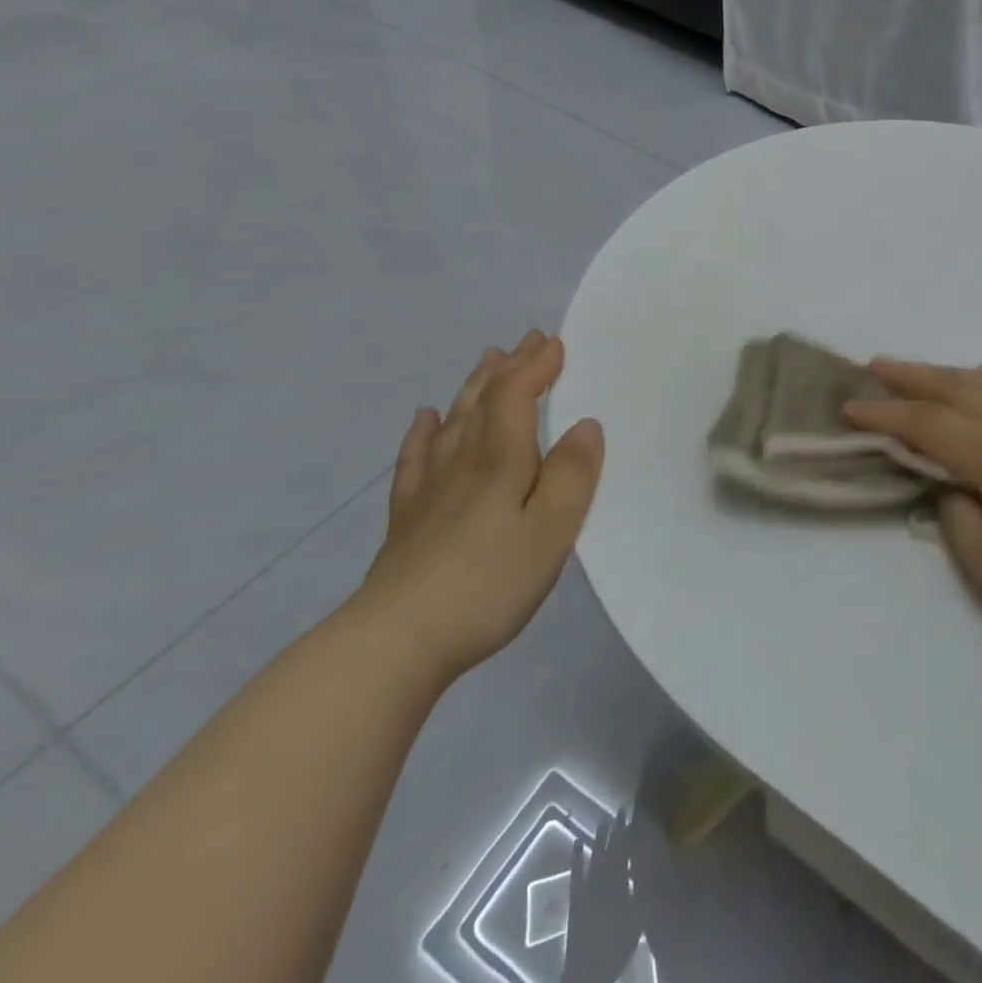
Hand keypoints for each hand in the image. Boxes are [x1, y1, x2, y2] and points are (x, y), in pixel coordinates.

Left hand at [356, 331, 603, 683]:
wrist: (395, 642)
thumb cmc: (488, 583)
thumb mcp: (551, 531)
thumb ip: (572, 476)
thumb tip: (586, 426)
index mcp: (500, 461)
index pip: (516, 396)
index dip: (536, 367)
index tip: (555, 342)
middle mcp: (463, 462)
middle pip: (484, 401)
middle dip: (509, 367)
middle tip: (526, 340)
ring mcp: (430, 489)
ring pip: (453, 421)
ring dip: (473, 387)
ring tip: (487, 361)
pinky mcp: (408, 518)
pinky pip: (416, 459)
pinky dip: (423, 432)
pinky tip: (424, 420)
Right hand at [845, 361, 981, 661]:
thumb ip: (957, 517)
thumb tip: (950, 485)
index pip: (928, 424)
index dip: (885, 414)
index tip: (850, 406)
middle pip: (956, 389)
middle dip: (910, 377)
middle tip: (873, 366)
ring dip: (947, 374)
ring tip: (917, 370)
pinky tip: (981, 380)